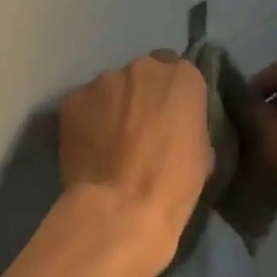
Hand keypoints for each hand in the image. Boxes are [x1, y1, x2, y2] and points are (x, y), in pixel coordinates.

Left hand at [55, 52, 211, 276]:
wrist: (120, 209)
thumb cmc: (174, 184)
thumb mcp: (203, 150)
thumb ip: (189, 121)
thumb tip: (175, 124)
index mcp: (182, 77)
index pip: (178, 71)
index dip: (172, 95)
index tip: (169, 116)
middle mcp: (142, 68)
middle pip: (143, 75)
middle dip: (141, 95)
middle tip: (139, 128)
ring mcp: (103, 82)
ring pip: (110, 88)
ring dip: (113, 106)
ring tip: (110, 141)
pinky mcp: (72, 100)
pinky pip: (84, 105)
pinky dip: (87, 120)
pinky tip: (89, 147)